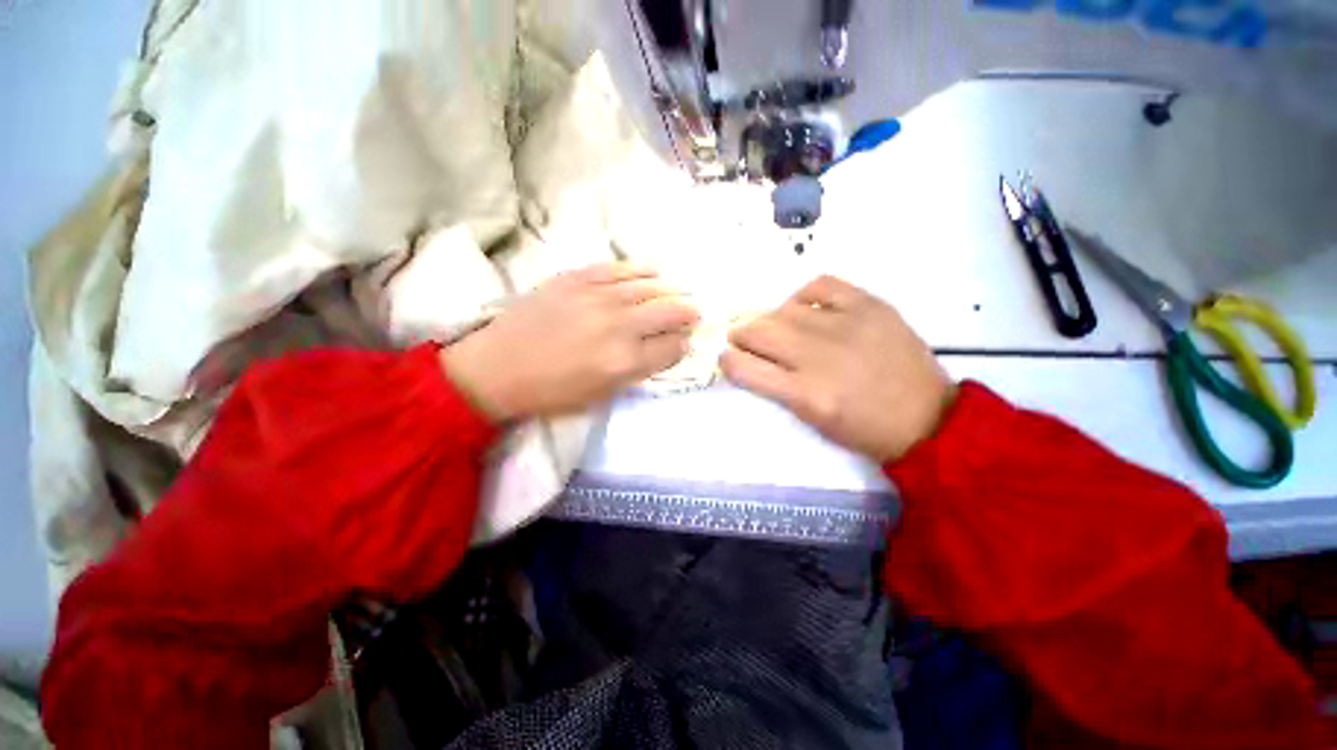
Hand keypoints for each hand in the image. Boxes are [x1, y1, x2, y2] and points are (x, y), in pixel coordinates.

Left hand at [442, 263, 698, 420]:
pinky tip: (653, 270)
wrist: (496, 368)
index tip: (682, 343)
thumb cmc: (550, 393)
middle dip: (687, 314)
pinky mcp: (576, 279)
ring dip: (670, 290)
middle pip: (669, 313)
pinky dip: (640, 269)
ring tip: (680, 291)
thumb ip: (637, 371)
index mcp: (625, 361)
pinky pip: (618, 269)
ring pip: (649, 287)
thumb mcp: (600, 395)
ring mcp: (597, 297)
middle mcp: (619, 325)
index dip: (682, 345)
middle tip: (693, 313)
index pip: (672, 347)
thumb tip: (662, 350)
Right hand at [720, 276, 954, 462]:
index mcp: (805, 394)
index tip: (728, 358)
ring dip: (770, 320)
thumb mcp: (812, 420)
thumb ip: (777, 387)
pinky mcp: (869, 306)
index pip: (744, 367)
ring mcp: (845, 326)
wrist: (927, 418)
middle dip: (742, 335)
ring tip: (780, 329)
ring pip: (783, 310)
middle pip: (758, 331)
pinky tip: (805, 309)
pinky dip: (803, 296)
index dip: (727, 360)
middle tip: (746, 340)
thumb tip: (752, 358)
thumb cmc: (863, 429)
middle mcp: (819, 356)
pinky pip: (820, 286)